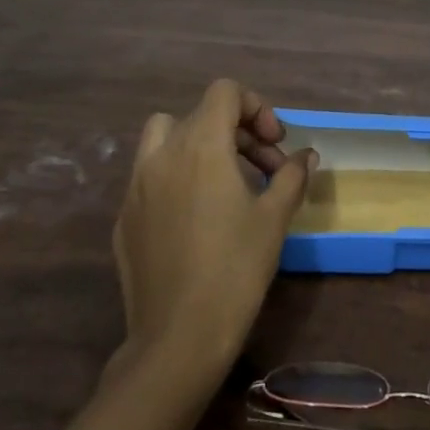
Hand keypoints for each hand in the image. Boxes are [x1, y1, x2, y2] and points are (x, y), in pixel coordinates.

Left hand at [113, 80, 314, 379]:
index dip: (256, 107)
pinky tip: (197, 219)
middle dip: (237, 131)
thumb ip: (291, 175)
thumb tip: (305, 155)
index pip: (224, 92)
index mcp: (200, 146)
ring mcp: (135, 187)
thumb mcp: (275, 217)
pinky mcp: (124, 218)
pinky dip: (176, 178)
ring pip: (164, 139)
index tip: (275, 144)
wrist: (179, 337)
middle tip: (265, 169)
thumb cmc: (235, 268)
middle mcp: (161, 156)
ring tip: (226, 181)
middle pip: (199, 114)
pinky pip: (150, 177)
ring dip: (198, 145)